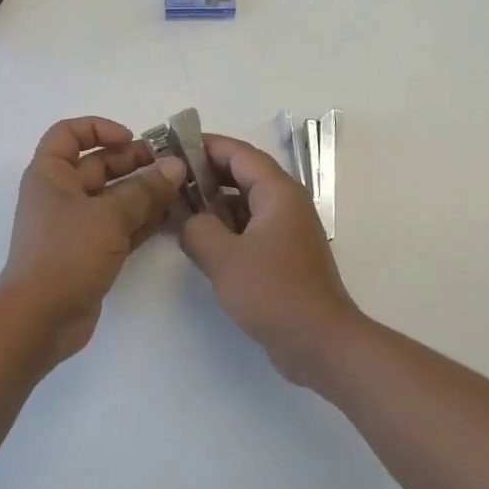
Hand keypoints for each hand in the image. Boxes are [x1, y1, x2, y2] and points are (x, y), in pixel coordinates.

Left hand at [0, 116, 186, 361]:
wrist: (40, 318)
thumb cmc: (66, 253)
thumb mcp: (109, 216)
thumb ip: (145, 190)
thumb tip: (176, 166)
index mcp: (50, 174)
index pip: (69, 133)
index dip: (99, 128)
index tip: (131, 138)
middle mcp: (60, 194)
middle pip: (98, 165)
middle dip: (134, 161)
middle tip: (173, 165)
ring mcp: (75, 225)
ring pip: (113, 197)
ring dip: (144, 191)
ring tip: (181, 189)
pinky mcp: (90, 251)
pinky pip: (120, 226)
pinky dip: (142, 219)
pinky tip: (172, 217)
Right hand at [179, 134, 367, 384]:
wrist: (320, 342)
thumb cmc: (273, 292)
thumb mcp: (223, 258)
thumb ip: (196, 229)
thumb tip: (188, 222)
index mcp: (278, 192)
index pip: (238, 153)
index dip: (203, 146)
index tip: (171, 146)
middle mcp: (286, 203)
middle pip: (241, 174)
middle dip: (205, 174)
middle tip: (168, 179)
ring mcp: (286, 229)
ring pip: (244, 202)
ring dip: (213, 203)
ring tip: (176, 208)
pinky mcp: (283, 254)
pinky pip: (249, 226)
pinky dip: (225, 226)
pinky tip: (199, 239)